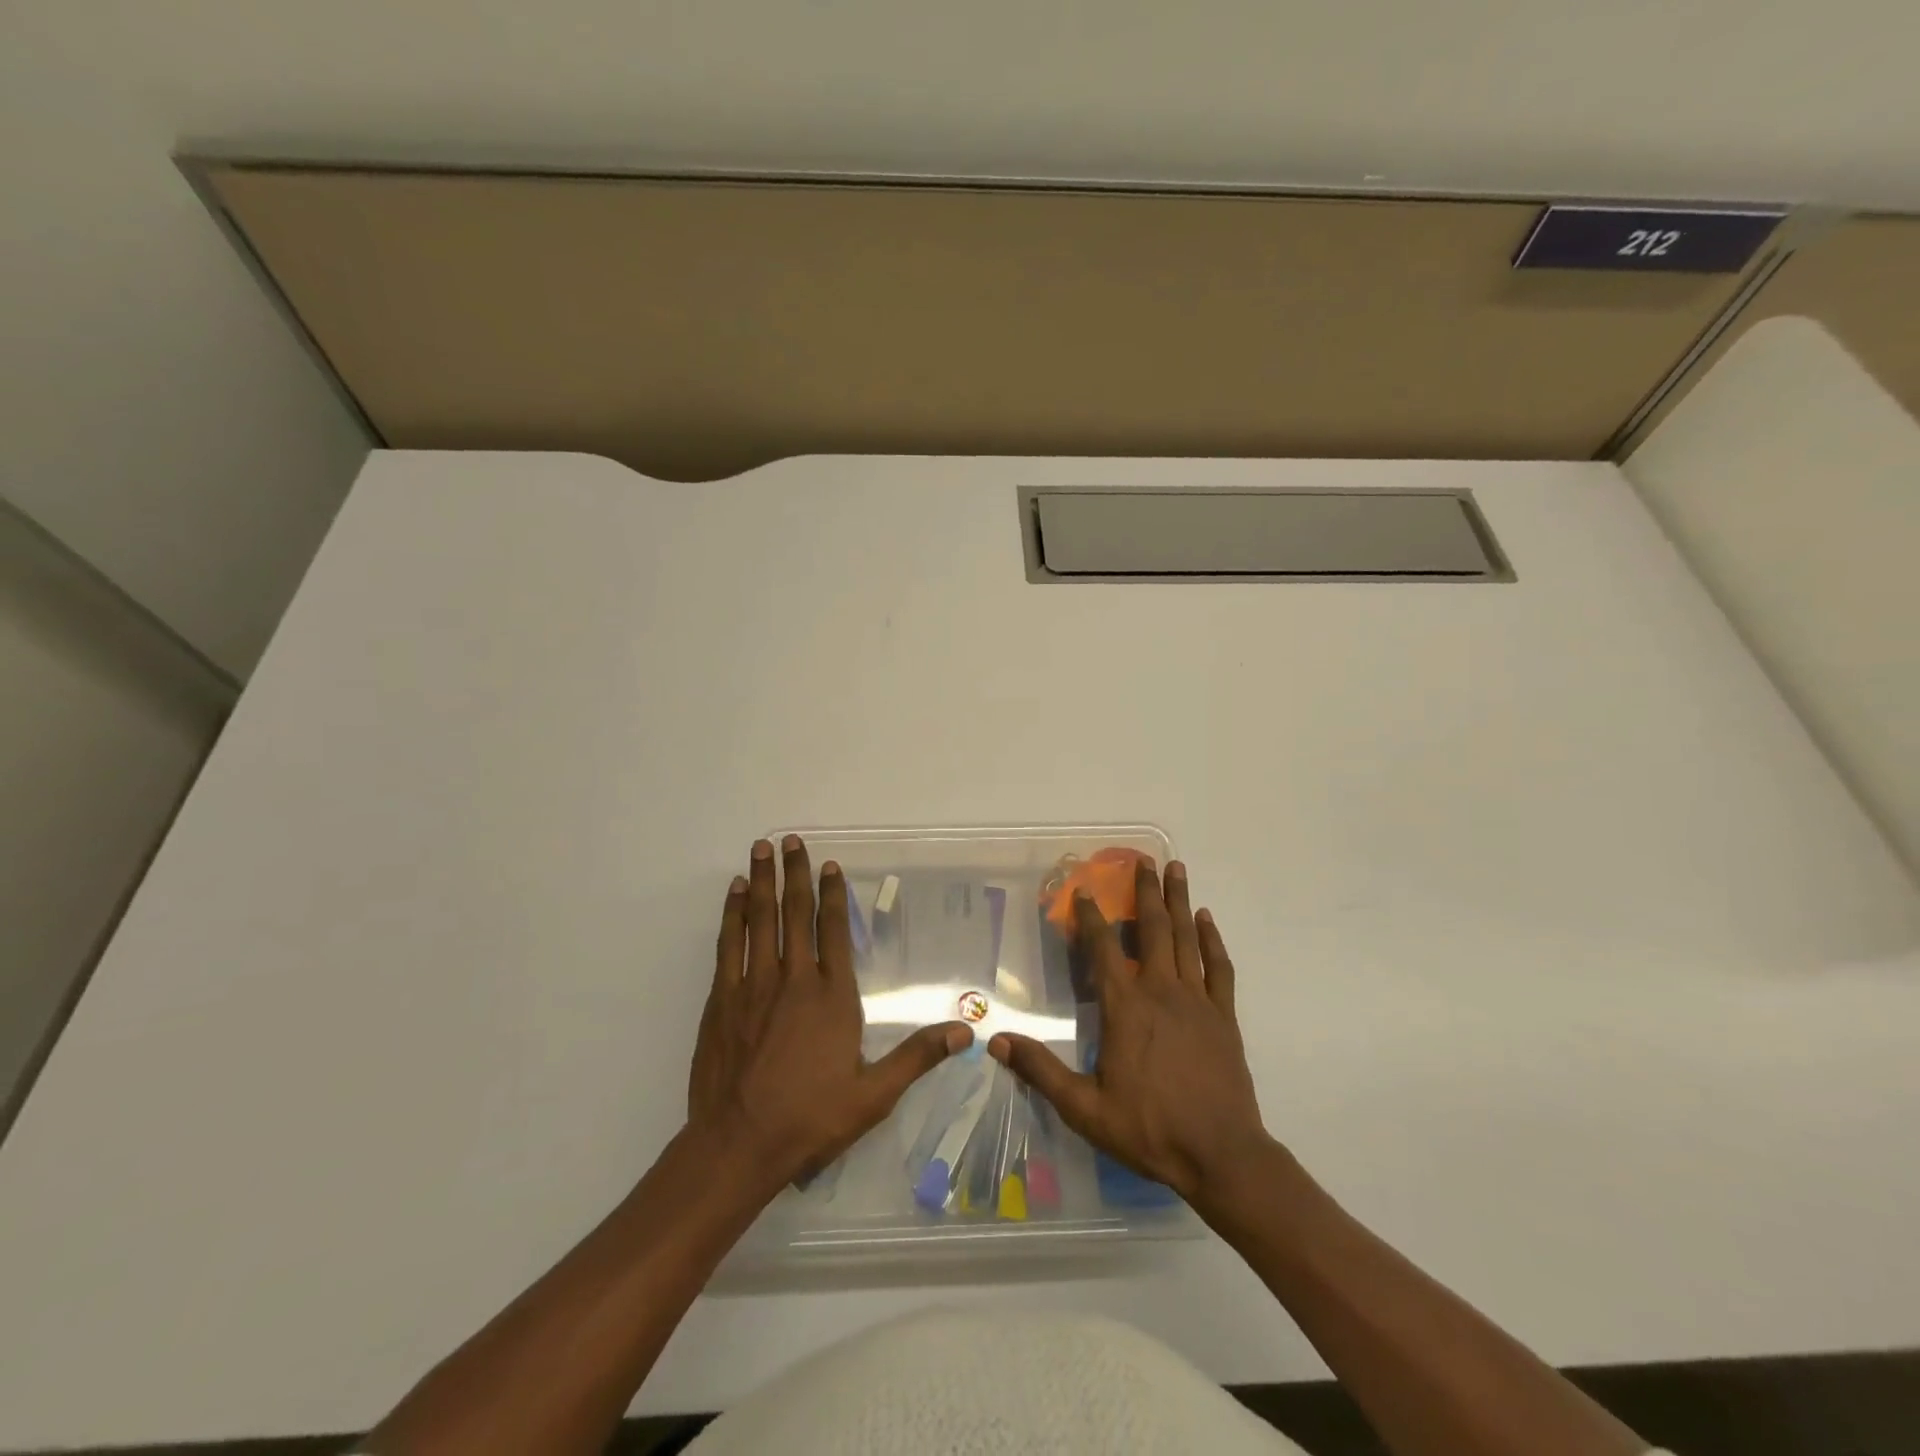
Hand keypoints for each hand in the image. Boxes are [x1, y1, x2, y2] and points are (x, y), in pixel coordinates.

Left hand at [688, 835, 972, 1189]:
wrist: (738, 1145)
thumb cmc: (810, 1118)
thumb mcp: (874, 1095)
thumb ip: (918, 1057)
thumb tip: (967, 1031)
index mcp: (832, 997)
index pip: (833, 930)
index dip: (832, 894)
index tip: (829, 864)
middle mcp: (793, 980)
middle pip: (795, 914)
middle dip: (795, 873)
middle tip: (790, 840)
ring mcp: (754, 986)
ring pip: (760, 920)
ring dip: (763, 882)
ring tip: (761, 848)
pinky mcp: (723, 999)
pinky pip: (730, 944)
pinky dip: (733, 914)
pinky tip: (736, 893)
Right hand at [989, 859, 1268, 1207]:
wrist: (1222, 1156)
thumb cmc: (1150, 1129)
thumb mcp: (1085, 1108)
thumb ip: (1041, 1071)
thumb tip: (997, 1042)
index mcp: (1126, 1007)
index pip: (1103, 949)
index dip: (1091, 917)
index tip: (1082, 891)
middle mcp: (1161, 991)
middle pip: (1152, 929)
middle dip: (1145, 892)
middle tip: (1144, 860)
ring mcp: (1197, 1000)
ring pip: (1186, 938)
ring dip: (1178, 901)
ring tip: (1176, 869)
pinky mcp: (1224, 1015)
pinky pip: (1218, 966)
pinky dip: (1211, 939)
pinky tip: (1206, 919)